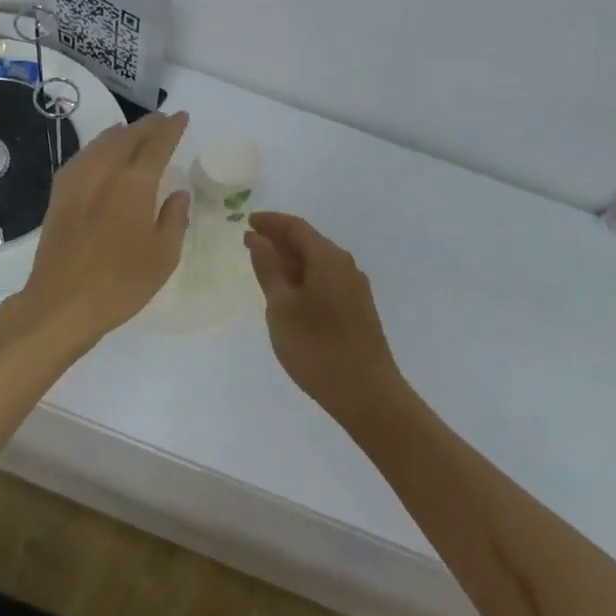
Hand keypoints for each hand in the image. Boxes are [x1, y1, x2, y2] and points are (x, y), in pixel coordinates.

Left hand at [5, 111, 191, 353]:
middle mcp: (105, 171)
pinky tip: (101, 156)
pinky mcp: (59, 194)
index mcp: (135, 183)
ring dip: (122, 133)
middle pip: (128, 136)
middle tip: (162, 121)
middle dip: (147, 125)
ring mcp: (77, 180)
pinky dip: (99, 148)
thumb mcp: (163, 256)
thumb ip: (174, 219)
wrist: (61, 303)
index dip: (172, 128)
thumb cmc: (121, 283)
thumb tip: (178, 193)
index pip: (158, 144)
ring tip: (133, 132)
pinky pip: (83, 157)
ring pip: (102, 142)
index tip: (181, 117)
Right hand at [244, 212, 405, 420]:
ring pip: (318, 262)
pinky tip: (290, 295)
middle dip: (279, 240)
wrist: (367, 394)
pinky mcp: (358, 309)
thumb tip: (257, 238)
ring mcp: (355, 288)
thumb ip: (268, 268)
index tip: (247, 221)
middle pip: (309, 242)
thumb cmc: (317, 347)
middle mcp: (345, 265)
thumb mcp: (281, 306)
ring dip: (291, 260)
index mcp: (327, 257)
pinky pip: (326, 279)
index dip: (270, 222)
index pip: (295, 227)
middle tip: (250, 244)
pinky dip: (304, 278)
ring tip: (265, 269)